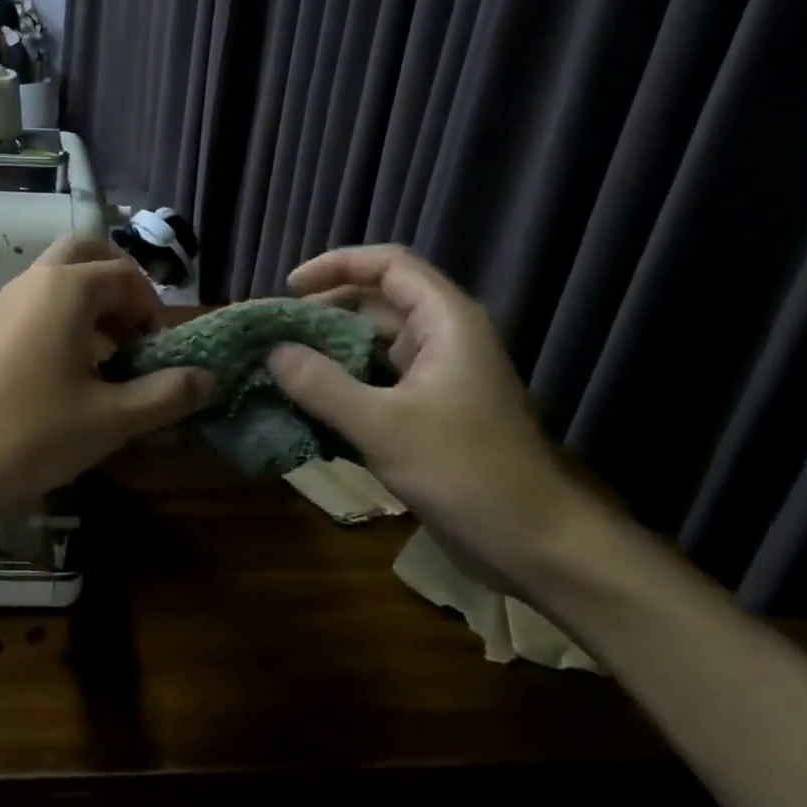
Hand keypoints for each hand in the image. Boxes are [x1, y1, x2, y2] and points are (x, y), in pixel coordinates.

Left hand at [0, 236, 212, 513]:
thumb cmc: (28, 433)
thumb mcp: (109, 420)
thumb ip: (164, 395)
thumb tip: (209, 378)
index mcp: (67, 289)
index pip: (126, 276)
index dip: (153, 309)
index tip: (160, 353)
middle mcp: (34, 282)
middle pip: (86, 254)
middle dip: (120, 284)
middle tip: (135, 332)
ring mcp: (3, 304)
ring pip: (58, 280)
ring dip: (91, 304)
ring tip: (108, 358)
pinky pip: (36, 306)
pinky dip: (62, 321)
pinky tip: (68, 374)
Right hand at [268, 244, 590, 580]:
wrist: (534, 541)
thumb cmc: (464, 472)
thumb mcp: (383, 426)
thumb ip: (322, 385)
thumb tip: (272, 351)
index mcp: (446, 323)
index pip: (389, 265)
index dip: (336, 265)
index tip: (288, 289)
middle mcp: (443, 339)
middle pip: (377, 302)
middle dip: (324, 310)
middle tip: (275, 333)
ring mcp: (438, 376)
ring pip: (374, 344)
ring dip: (329, 349)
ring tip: (281, 365)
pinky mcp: (430, 411)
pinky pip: (377, 380)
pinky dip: (342, 384)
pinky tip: (308, 403)